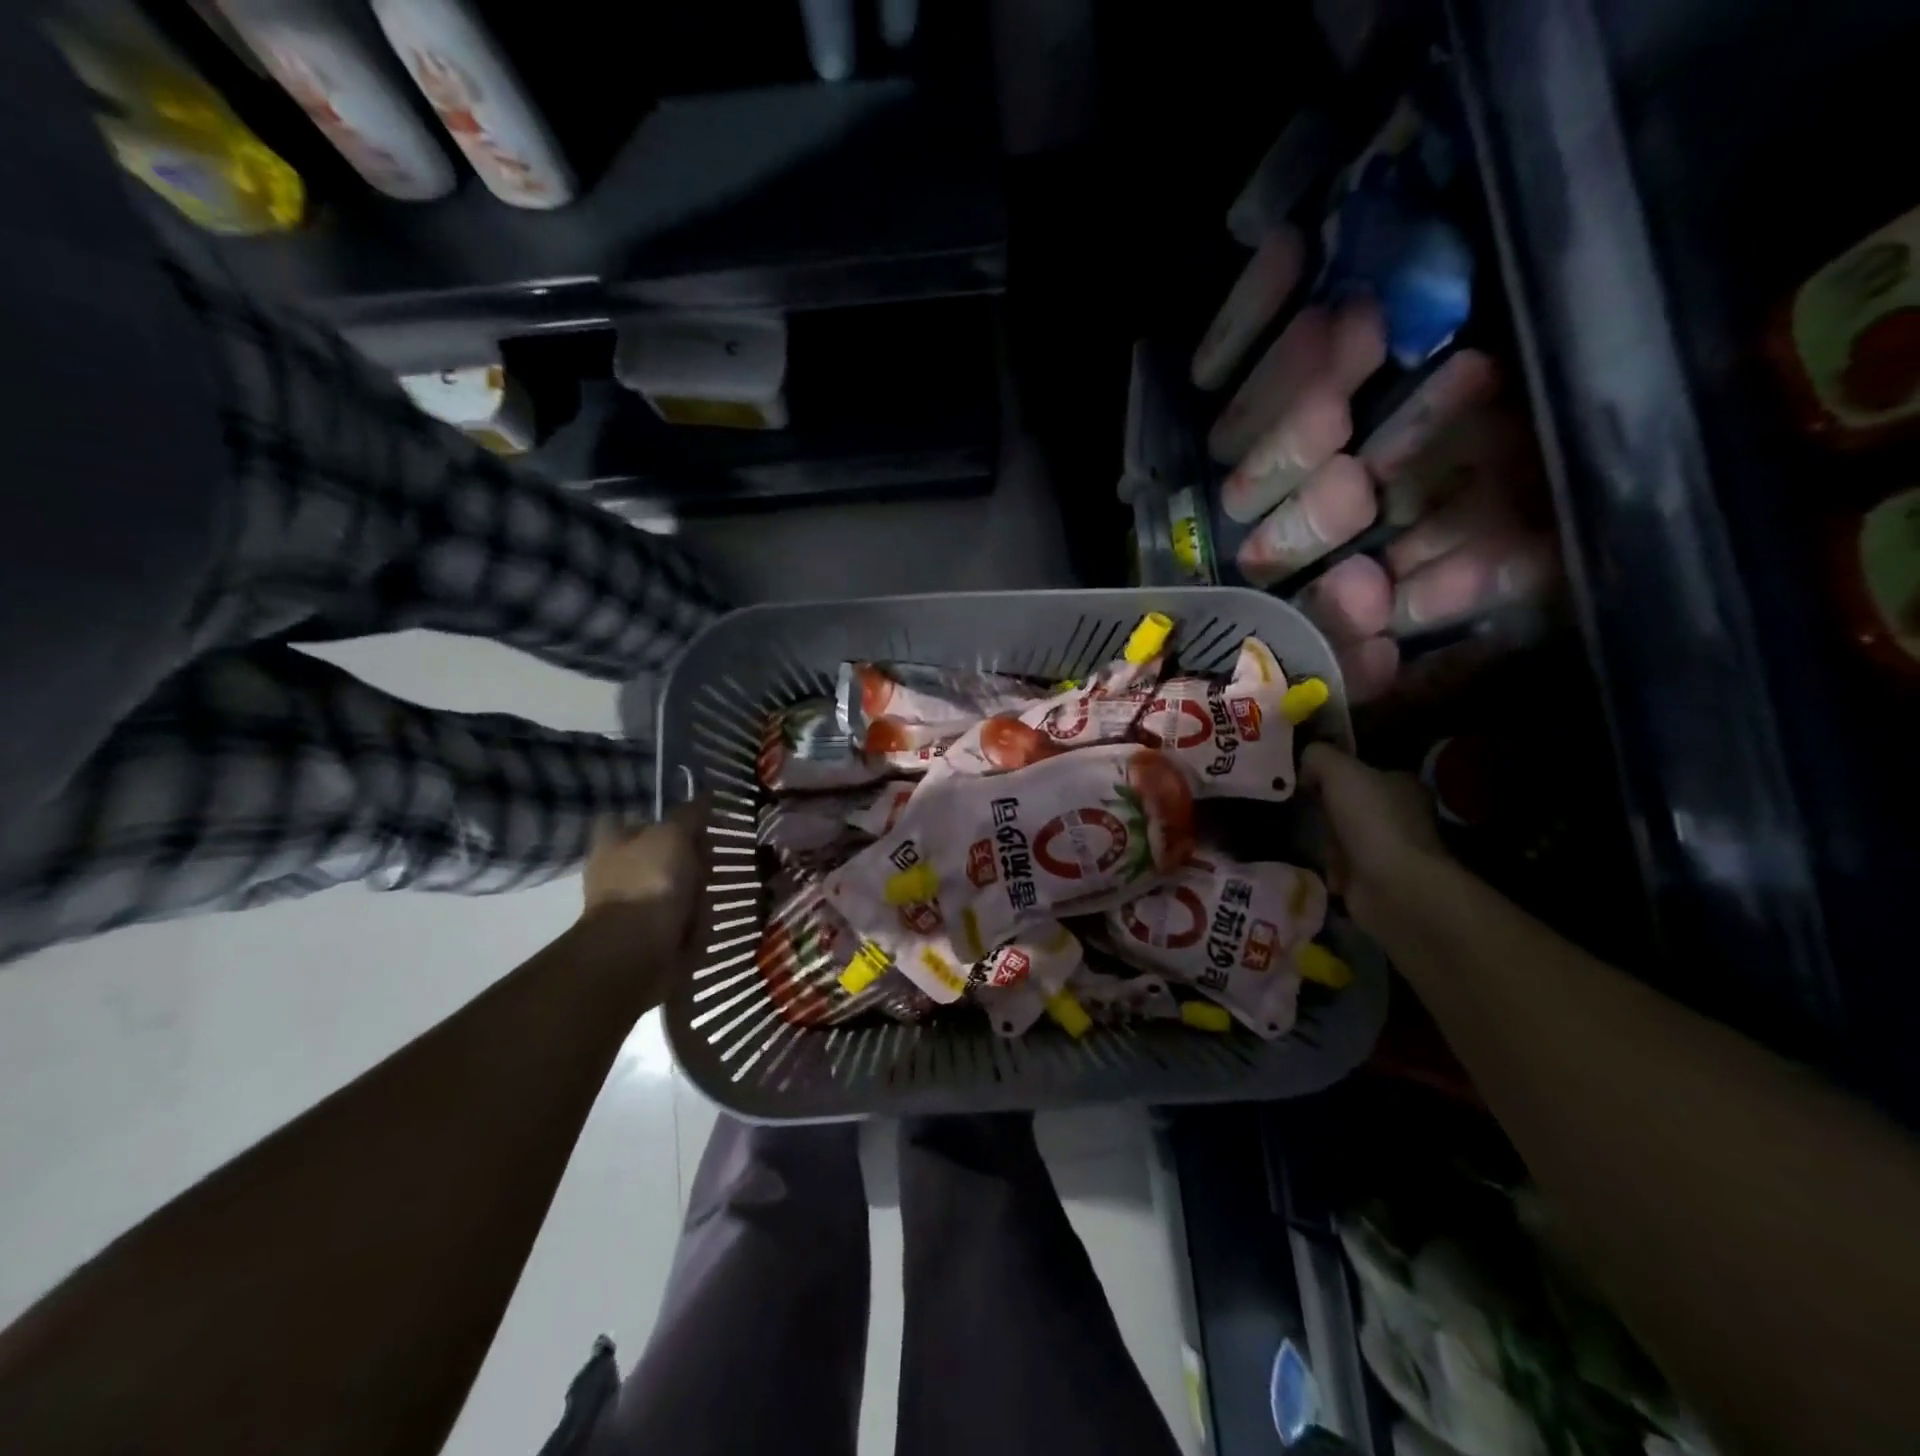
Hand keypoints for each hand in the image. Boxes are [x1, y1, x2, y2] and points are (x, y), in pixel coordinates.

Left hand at [581, 801, 707, 952]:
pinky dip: (695, 919)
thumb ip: (690, 813)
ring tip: (710, 892)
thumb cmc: (650, 881)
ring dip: (697, 889)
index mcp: (613, 841)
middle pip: (663, 852)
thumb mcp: (675, 834)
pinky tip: (704, 919)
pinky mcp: (649, 933)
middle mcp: (618, 870)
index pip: (632, 817)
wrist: (636, 952)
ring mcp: (632, 903)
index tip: (691, 822)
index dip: (661, 817)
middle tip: (708, 860)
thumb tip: (704, 795)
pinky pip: (681, 917)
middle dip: (690, 856)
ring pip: (676, 885)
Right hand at [1301, 743, 1444, 932]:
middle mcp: (1400, 814)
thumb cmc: (1371, 821)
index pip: (1361, 771)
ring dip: (1325, 843)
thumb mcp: (1340, 771)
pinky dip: (1330, 870)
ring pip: (1342, 837)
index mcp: (1400, 784)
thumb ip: (1318, 756)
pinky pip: (1342, 868)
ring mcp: (1390, 849)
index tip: (1303, 781)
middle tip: (1302, 812)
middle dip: (1324, 812)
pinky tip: (1324, 869)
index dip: (1331, 774)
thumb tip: (1303, 762)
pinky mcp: (1377, 880)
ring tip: (1314, 845)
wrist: (1394, 887)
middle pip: (1347, 805)